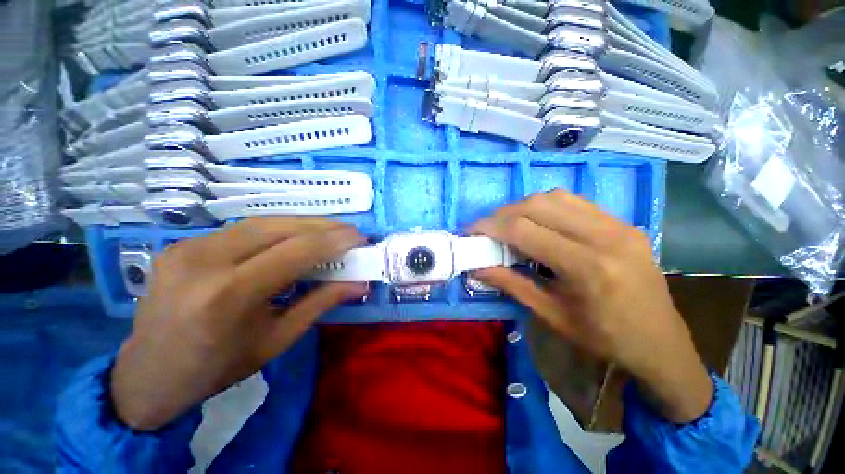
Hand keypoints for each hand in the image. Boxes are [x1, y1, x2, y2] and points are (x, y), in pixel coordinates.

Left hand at [111, 218, 368, 430]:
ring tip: (328, 231)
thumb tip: (358, 284)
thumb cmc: (218, 367)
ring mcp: (186, 247)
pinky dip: (276, 229)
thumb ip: (321, 303)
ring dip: (302, 224)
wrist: (148, 374)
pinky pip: (241, 229)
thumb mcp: (278, 339)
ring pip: (260, 222)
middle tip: (349, 231)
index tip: (359, 238)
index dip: (333, 241)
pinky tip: (293, 237)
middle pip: (277, 227)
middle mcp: (204, 261)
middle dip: (321, 226)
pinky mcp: (182, 244)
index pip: (294, 251)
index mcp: (228, 295)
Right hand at [471, 190, 711, 423]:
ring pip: (555, 196)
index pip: (525, 230)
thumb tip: (476, 268)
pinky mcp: (623, 222)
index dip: (491, 227)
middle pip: (538, 205)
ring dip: (523, 207)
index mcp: (588, 268)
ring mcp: (618, 225)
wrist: (661, 343)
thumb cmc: (604, 339)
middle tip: (487, 229)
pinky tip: (538, 222)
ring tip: (509, 225)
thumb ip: (510, 285)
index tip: (471, 231)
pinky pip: (574, 201)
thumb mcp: (551, 315)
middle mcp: (605, 236)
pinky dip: (546, 206)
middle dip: (503, 214)